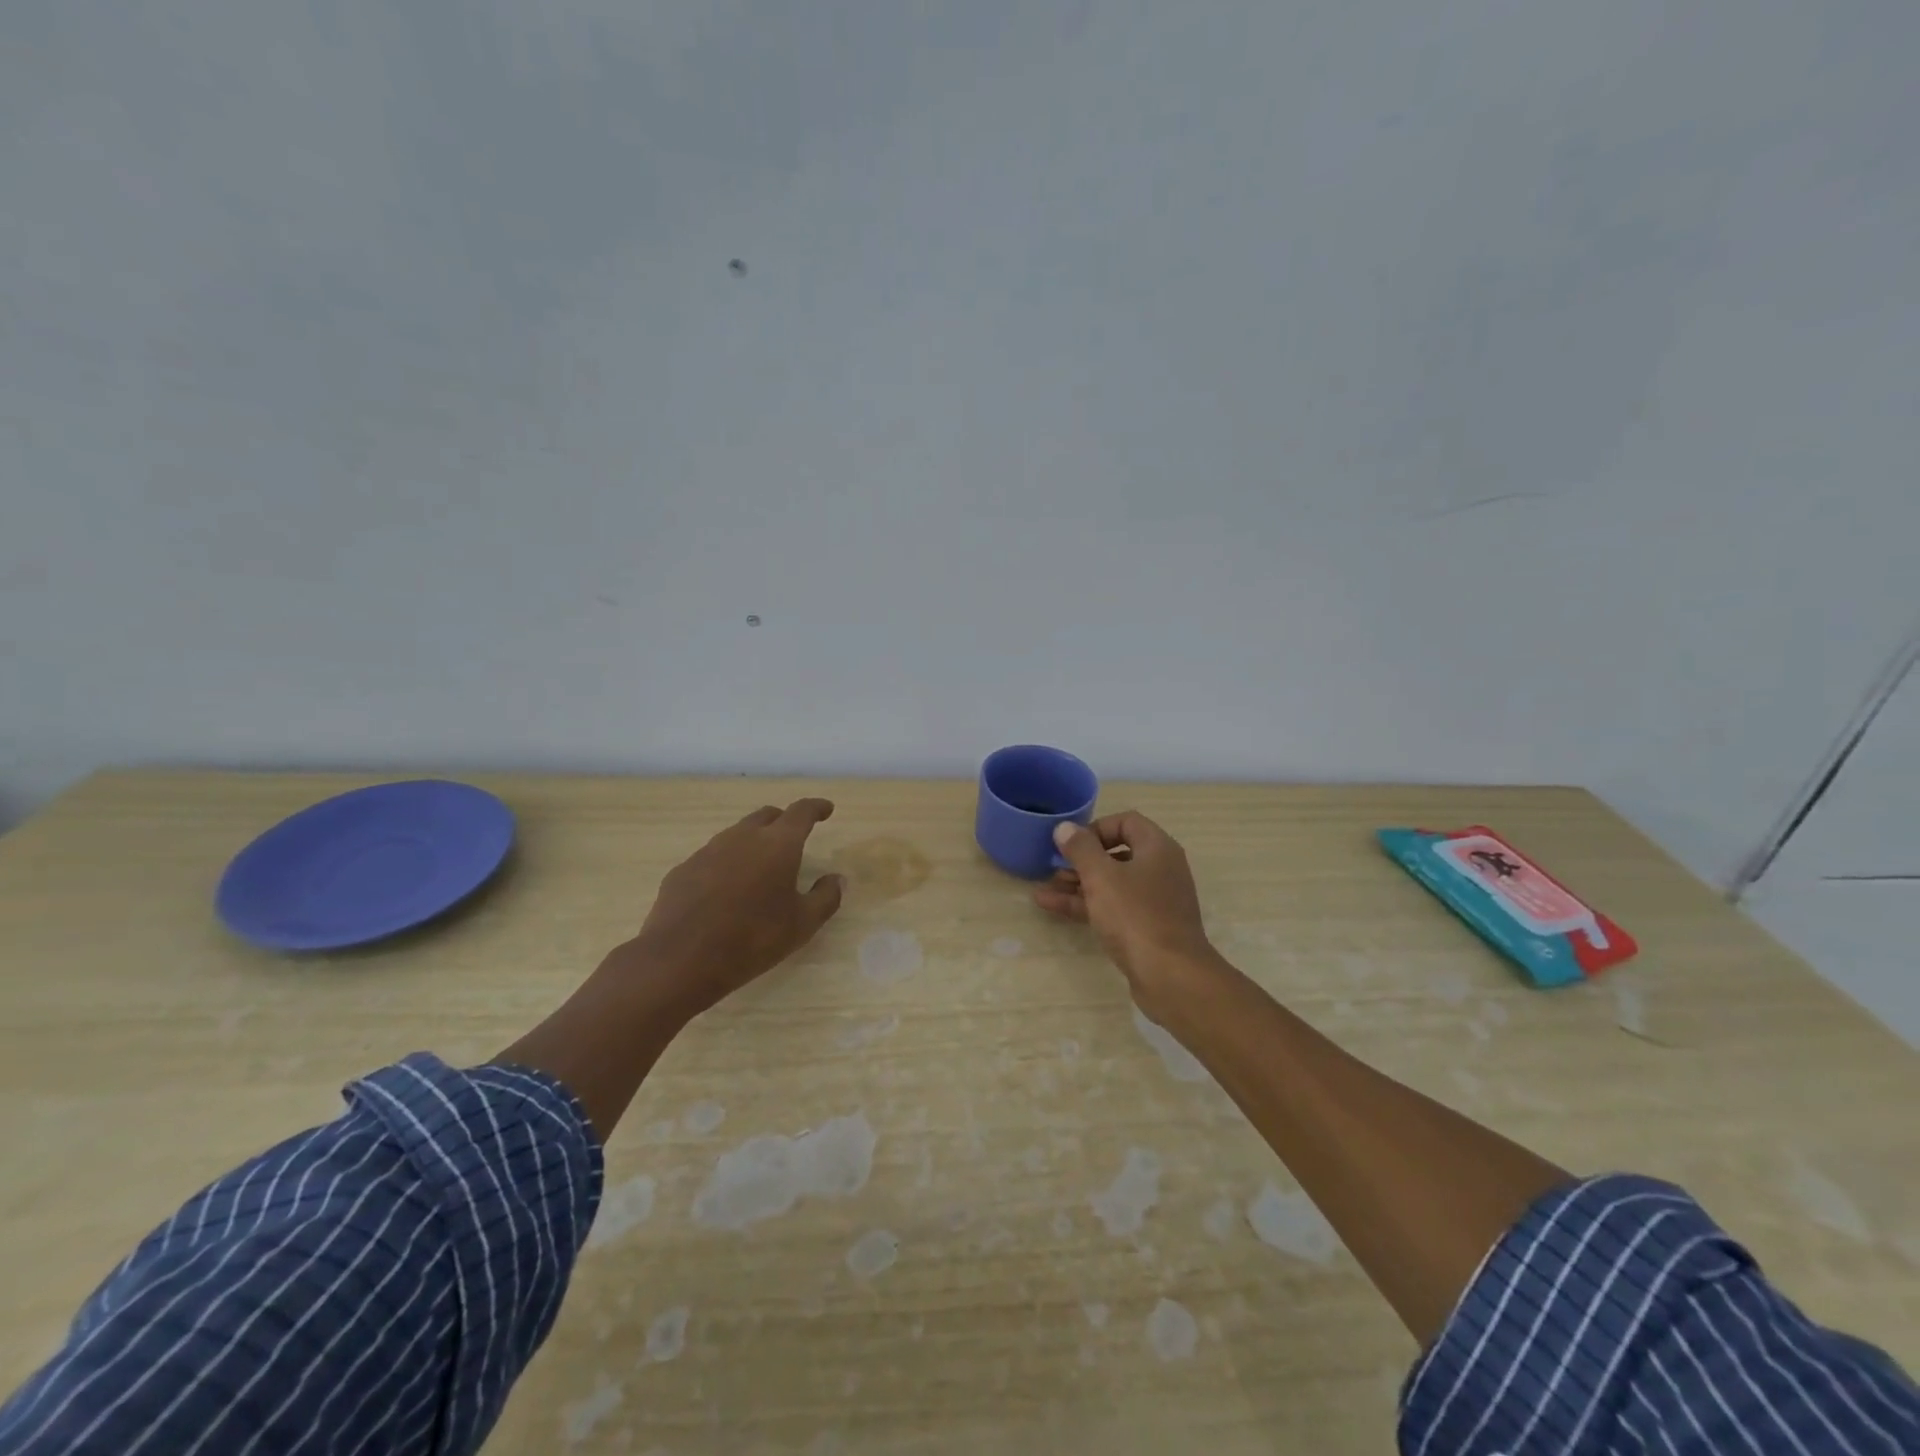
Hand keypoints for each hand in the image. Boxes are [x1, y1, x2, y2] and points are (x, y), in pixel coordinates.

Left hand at [620, 799, 845, 1018]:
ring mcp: (708, 851)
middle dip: (784, 821)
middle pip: (767, 816)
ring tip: (760, 866)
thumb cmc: (753, 939)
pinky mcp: (683, 869)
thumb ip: (826, 897)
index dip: (816, 808)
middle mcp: (743, 837)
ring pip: (737, 834)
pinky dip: (726, 864)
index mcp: (778, 844)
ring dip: (753, 842)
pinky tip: (725, 890)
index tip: (826, 809)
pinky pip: (712, 857)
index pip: (802, 812)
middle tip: (794, 838)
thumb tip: (836, 879)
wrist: (681, 959)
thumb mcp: (802, 924)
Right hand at [1035, 811, 1222, 1013]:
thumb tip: (1065, 827)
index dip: (1096, 828)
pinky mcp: (1146, 927)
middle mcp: (1160, 869)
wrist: (1171, 976)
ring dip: (1078, 884)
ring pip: (1111, 883)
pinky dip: (1086, 905)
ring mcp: (1154, 900)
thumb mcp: (1101, 877)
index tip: (1071, 844)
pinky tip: (1052, 907)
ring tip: (1044, 889)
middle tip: (1053, 867)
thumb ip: (1081, 848)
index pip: (1126, 822)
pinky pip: (1113, 907)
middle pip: (1116, 853)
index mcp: (1157, 848)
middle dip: (1081, 860)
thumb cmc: (1135, 916)